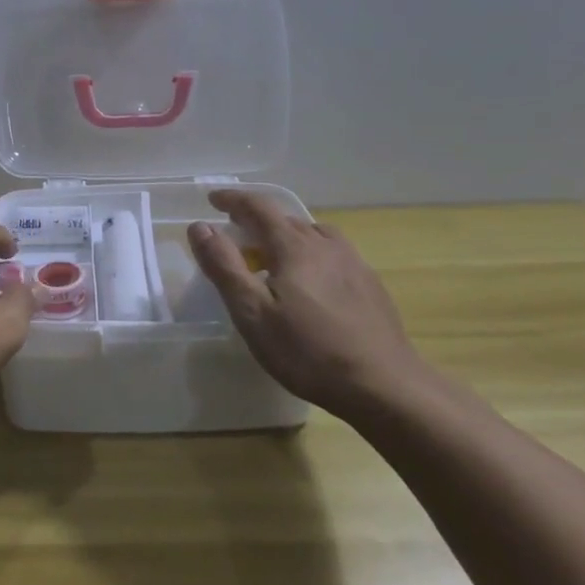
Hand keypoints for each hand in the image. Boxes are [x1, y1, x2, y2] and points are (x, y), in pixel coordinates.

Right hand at [188, 189, 421, 412]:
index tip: (212, 199)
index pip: (259, 207)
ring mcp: (353, 263)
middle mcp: (325, 244)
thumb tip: (200, 227)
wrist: (384, 386)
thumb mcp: (252, 313)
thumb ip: (224, 266)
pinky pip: (332, 254)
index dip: (233, 199)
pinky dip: (310, 255)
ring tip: (273, 258)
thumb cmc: (309, 352)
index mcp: (294, 247)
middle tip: (235, 235)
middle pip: (286, 220)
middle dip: (257, 221)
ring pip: (313, 235)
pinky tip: (311, 284)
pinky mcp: (370, 284)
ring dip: (286, 237)